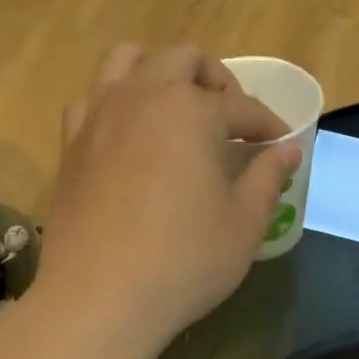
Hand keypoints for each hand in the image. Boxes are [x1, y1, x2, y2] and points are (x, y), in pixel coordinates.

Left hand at [36, 45, 299, 353]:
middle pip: (183, 59)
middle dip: (216, 81)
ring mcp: (99, 116)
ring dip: (160, 72)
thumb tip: (288, 151)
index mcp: (191, 110)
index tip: (282, 145)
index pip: (242, 106)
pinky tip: (130, 137)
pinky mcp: (70, 144)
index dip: (268, 125)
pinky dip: (116, 103)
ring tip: (177, 110)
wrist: (100, 298)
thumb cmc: (185, 259)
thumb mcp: (244, 222)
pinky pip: (92, 100)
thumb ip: (268, 176)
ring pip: (127, 60)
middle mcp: (142, 96)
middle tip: (232, 121)